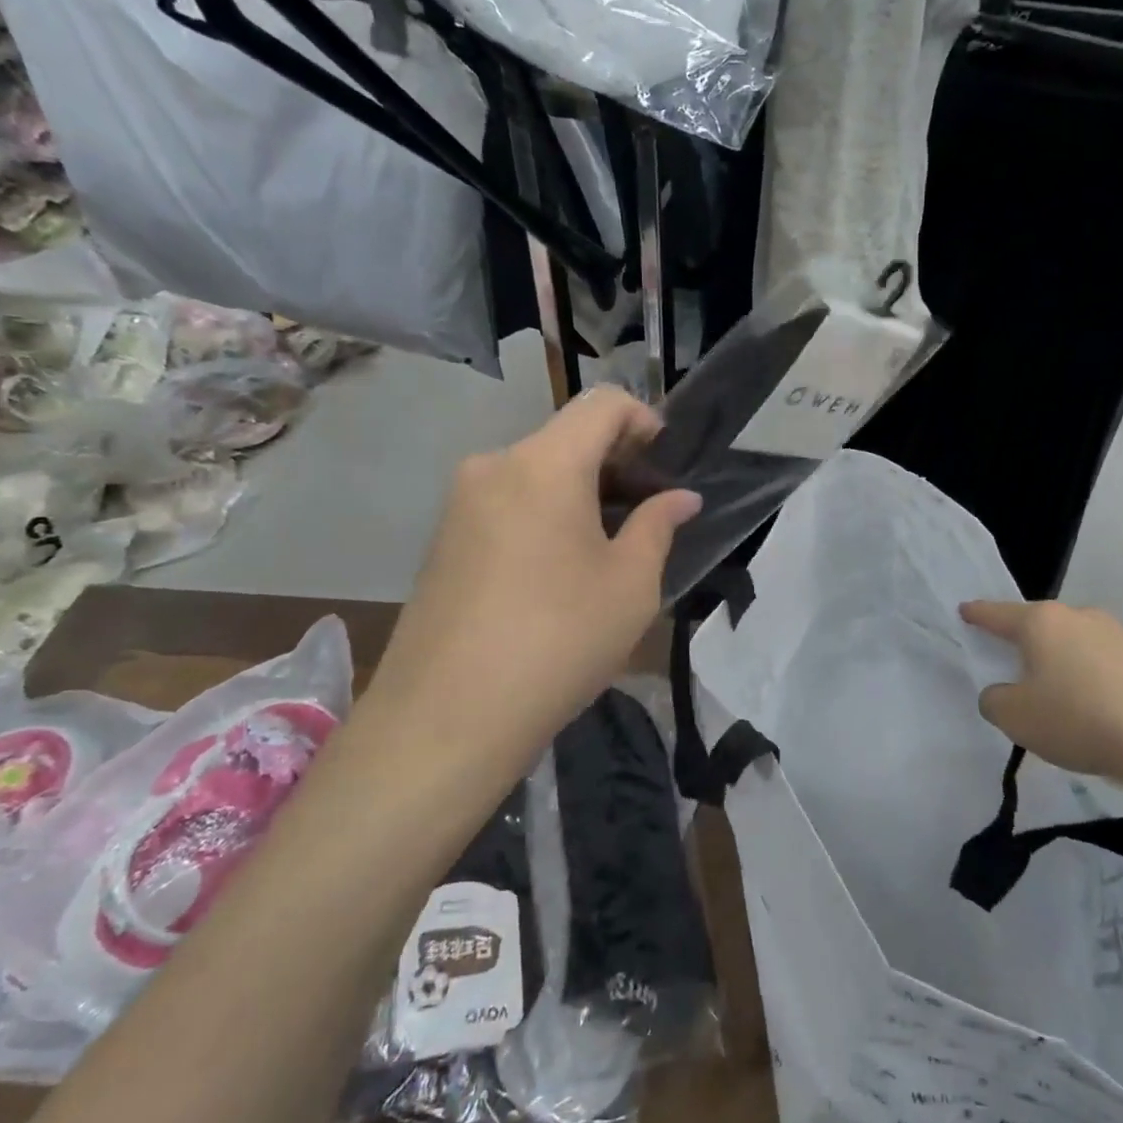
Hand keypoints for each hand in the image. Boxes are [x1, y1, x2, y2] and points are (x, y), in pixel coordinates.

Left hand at [370, 388, 700, 763]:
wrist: (446, 718)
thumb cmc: (558, 641)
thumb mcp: (630, 585)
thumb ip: (658, 526)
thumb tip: (680, 498)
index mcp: (544, 464)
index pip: (602, 404)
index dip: (644, 420)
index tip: (666, 465)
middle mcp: (494, 466)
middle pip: (566, 437)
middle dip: (615, 462)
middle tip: (648, 513)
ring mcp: (459, 503)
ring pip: (535, 472)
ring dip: (580, 491)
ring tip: (608, 546)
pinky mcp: (442, 539)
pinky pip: (506, 503)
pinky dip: (544, 514)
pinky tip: (558, 569)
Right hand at [959, 600, 1122, 801]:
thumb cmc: (1078, 718)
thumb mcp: (1015, 717)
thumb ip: (996, 701)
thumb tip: (1003, 693)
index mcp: (1041, 622)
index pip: (998, 614)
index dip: (978, 614)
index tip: (965, 610)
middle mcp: (1080, 618)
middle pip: (1041, 626)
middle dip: (1025, 641)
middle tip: (1013, 662)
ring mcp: (1121, 637)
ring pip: (1076, 646)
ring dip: (1064, 665)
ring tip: (1059, 698)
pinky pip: (1107, 668)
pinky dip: (1094, 684)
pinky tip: (1099, 714)